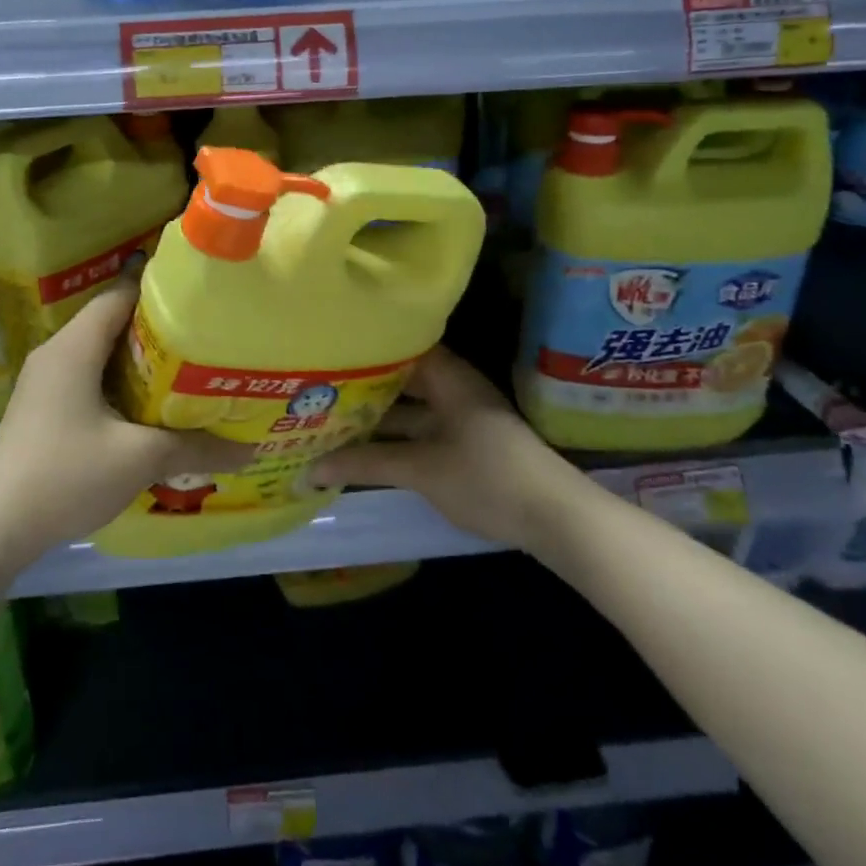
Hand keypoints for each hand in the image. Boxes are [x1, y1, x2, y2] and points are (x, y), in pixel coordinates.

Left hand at [0, 273, 240, 576]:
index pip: (120, 295)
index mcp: (75, 346)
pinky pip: (90, 377)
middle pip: (113, 321)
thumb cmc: (66, 475)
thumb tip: (248, 450)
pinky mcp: (45, 407)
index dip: (160, 289)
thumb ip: (194, 447)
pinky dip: (121, 382)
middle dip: (158, 327)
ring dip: (141, 359)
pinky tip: (150, 405)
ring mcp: (47, 381)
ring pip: (102, 353)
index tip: (200, 294)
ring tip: (189, 368)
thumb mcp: (138, 459)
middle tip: (206, 334)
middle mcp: (58, 352)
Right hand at [310, 347, 570, 549]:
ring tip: (330, 419)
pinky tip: (364, 449)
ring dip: (377, 418)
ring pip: (409, 410)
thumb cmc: (485, 476)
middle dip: (362, 388)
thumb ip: (364, 463)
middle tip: (317, 389)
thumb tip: (308, 469)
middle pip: (400, 380)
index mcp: (447, 377)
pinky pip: (420, 432)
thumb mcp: (420, 469)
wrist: (556, 518)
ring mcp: (461, 418)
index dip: (363, 348)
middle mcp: (454, 389)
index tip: (326, 352)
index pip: (398, 346)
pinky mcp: (466, 446)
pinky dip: (394, 438)